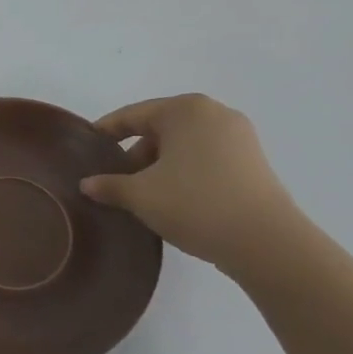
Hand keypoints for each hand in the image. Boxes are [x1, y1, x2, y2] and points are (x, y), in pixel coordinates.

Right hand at [79, 95, 303, 275]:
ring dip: (159, 165)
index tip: (86, 149)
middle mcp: (214, 113)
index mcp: (185, 110)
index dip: (105, 132)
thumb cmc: (195, 204)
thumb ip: (108, 185)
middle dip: (134, 153)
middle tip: (114, 180)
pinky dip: (184, 172)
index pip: (132, 115)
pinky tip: (172, 198)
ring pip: (183, 144)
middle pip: (159, 128)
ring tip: (142, 194)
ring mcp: (239, 137)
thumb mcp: (140, 195)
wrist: (266, 243)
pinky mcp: (252, 161)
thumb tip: (87, 184)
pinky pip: (205, 158)